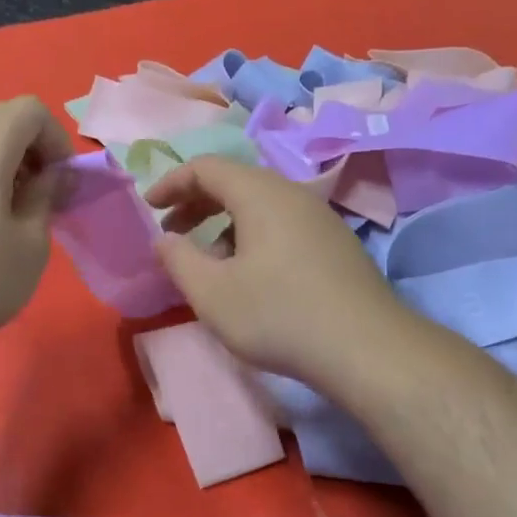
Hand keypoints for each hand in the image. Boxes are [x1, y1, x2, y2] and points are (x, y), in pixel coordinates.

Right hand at [144, 157, 402, 387]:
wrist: (366, 349)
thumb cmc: (278, 315)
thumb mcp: (212, 293)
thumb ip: (178, 260)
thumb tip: (164, 239)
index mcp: (260, 194)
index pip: (206, 168)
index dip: (171, 183)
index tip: (149, 207)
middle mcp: (293, 194)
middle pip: (236, 182)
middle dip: (196, 203)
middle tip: (172, 233)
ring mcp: (320, 218)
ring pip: (261, 206)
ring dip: (224, 224)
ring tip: (208, 261)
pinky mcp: (336, 245)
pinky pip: (283, 226)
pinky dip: (252, 237)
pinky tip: (249, 276)